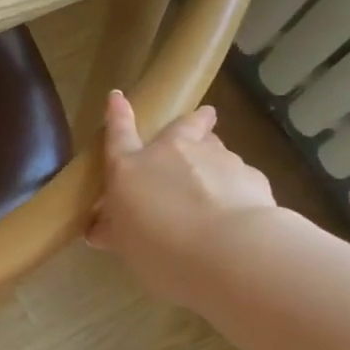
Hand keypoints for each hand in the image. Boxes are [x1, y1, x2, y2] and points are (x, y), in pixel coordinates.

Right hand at [87, 90, 275, 304]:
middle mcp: (173, 152)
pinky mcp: (250, 175)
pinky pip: (239, 177)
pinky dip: (235, 188)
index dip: (117, 115)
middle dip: (192, 121)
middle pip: (183, 126)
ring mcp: (215, 158)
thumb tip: (99, 231)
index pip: (118, 134)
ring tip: (216, 183)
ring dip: (212, 159)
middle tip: (202, 118)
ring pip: (214, 149)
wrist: (228, 252)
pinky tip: (238, 212)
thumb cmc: (159, 249)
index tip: (117, 97)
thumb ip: (116, 232)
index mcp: (131, 168)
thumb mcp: (126, 246)